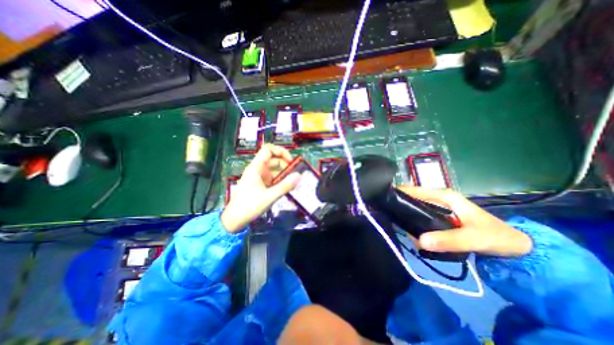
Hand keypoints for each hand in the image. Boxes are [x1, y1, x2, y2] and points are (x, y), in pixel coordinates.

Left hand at [222, 144, 300, 233]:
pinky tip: (287, 187)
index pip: (268, 150)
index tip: (291, 161)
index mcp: (256, 168)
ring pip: (274, 169)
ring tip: (293, 182)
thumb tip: (299, 176)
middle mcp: (257, 169)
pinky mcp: (260, 184)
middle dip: (285, 165)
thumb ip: (285, 186)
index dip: (281, 151)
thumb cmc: (249, 206)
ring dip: (284, 174)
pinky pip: (272, 178)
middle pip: (273, 159)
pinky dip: (280, 180)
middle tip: (295, 174)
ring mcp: (258, 177)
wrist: (235, 220)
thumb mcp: (269, 196)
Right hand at [399, 188, 532, 257]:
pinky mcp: (437, 217)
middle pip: (410, 199)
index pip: (413, 190)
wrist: (514, 247)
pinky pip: (419, 218)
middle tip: (390, 220)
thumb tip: (419, 241)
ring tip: (400, 229)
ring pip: (413, 209)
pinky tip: (411, 234)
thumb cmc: (495, 236)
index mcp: (443, 195)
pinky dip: (413, 225)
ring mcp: (436, 208)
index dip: (398, 194)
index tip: (383, 203)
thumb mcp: (474, 238)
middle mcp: (436, 198)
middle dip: (399, 208)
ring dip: (406, 218)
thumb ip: (449, 240)